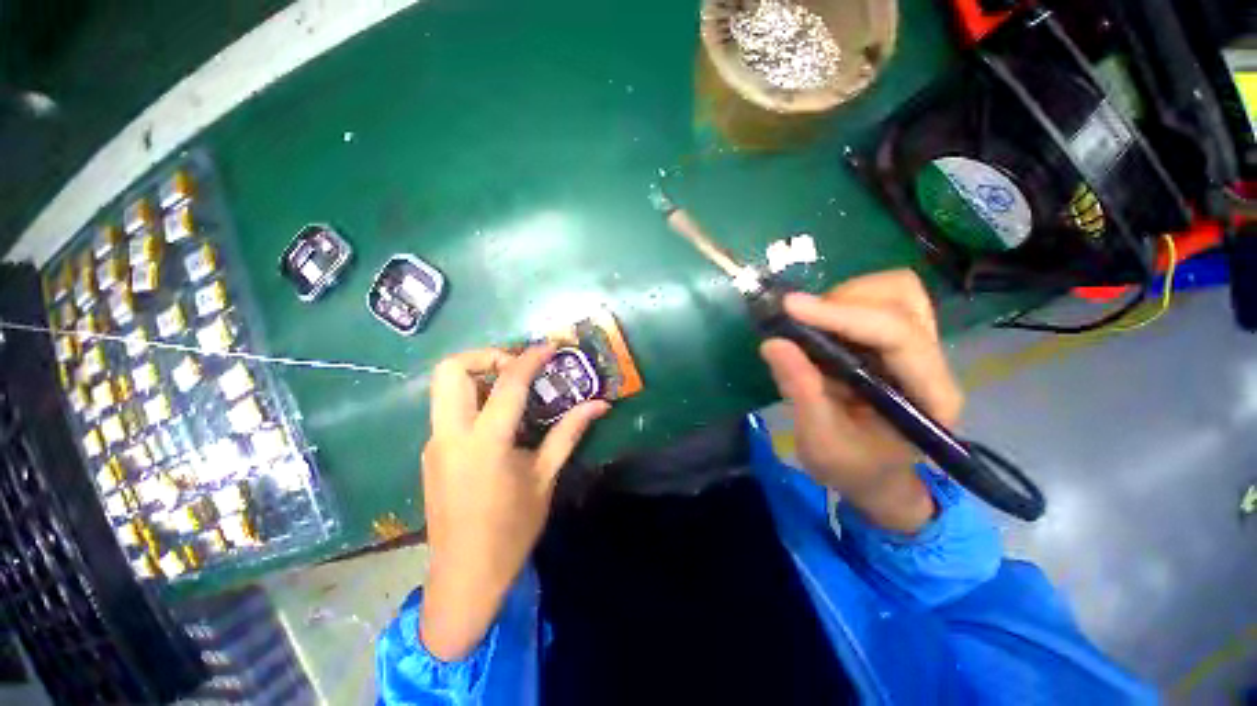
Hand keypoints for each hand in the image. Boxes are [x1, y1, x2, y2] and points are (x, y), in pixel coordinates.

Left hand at [419, 345, 608, 660]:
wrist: (464, 578)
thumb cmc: (511, 530)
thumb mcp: (545, 477)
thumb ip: (569, 432)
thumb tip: (599, 405)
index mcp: (485, 443)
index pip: (508, 383)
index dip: (530, 358)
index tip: (549, 347)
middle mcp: (451, 435)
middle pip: (451, 370)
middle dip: (485, 356)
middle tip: (516, 367)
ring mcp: (435, 443)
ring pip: (445, 387)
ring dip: (478, 375)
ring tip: (512, 388)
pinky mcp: (431, 453)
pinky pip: (449, 409)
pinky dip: (473, 399)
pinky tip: (499, 421)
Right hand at [759, 270, 963, 532]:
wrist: (874, 476)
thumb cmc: (853, 468)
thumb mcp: (821, 442)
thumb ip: (801, 392)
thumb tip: (773, 343)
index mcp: (928, 396)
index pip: (898, 335)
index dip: (843, 315)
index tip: (790, 307)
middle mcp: (931, 364)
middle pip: (905, 298)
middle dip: (847, 300)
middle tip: (802, 320)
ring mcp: (915, 349)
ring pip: (895, 291)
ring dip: (845, 297)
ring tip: (810, 323)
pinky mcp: (894, 343)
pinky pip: (876, 302)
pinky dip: (841, 304)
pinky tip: (818, 328)